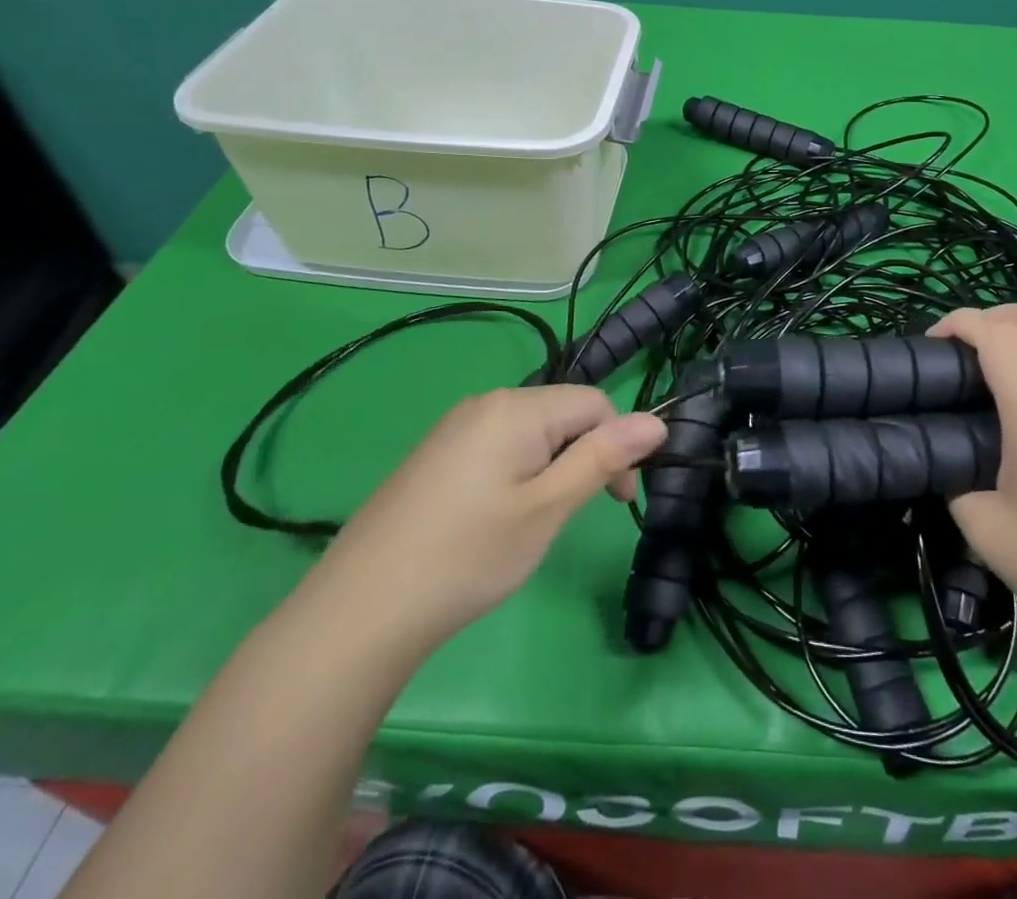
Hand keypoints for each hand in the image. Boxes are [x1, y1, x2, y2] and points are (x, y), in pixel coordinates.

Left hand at [305, 385, 665, 657]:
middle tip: (569, 518)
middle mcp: (485, 403)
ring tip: (532, 524)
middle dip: (583, 457)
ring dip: (552, 469)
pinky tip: (495, 520)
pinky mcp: (435, 455)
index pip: (594, 403)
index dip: (618, 445)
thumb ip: (603, 458)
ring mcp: (454, 428)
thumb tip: (658, 421)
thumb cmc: (467, 557)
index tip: (616, 503)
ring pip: (531, 433)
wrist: (358, 611)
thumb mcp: (548, 508)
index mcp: (516, 407)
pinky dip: (517, 475)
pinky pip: (498, 447)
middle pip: (561, 414)